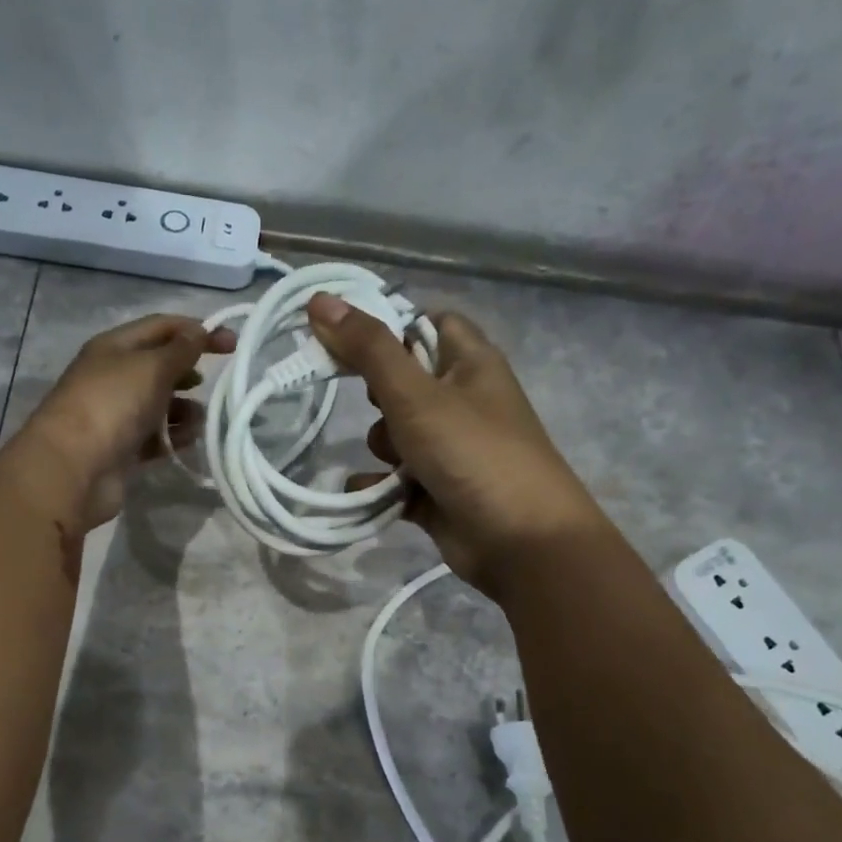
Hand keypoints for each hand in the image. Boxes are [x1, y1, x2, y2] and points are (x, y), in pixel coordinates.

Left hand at [9, 314, 234, 530]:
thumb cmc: (112, 406)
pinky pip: (156, 437)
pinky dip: (174, 437)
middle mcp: (113, 377)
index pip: (161, 327)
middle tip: (217, 383)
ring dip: (185, 410)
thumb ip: (180, 350)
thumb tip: (199, 332)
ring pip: (160, 405)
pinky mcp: (123, 449)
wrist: (73, 469)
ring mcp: (116, 415)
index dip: (196, 330)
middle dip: (189, 372)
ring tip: (202, 418)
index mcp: (114, 347)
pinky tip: (189, 440)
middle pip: (160, 366)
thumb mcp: (151, 367)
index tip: (232, 344)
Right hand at [308, 293, 604, 594]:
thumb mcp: (416, 395)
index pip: (427, 323)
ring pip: (396, 433)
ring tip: (398, 463)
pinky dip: (380, 486)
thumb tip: (320, 299)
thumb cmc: (473, 453)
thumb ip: (368, 349)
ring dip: (384, 447)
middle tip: (381, 406)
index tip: (349, 340)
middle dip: (379, 396)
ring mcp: (451, 448)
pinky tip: (371, 495)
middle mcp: (463, 400)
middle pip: (404, 380)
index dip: (389, 327)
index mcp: (471, 362)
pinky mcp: (438, 490)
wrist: (521, 542)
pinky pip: (395, 479)